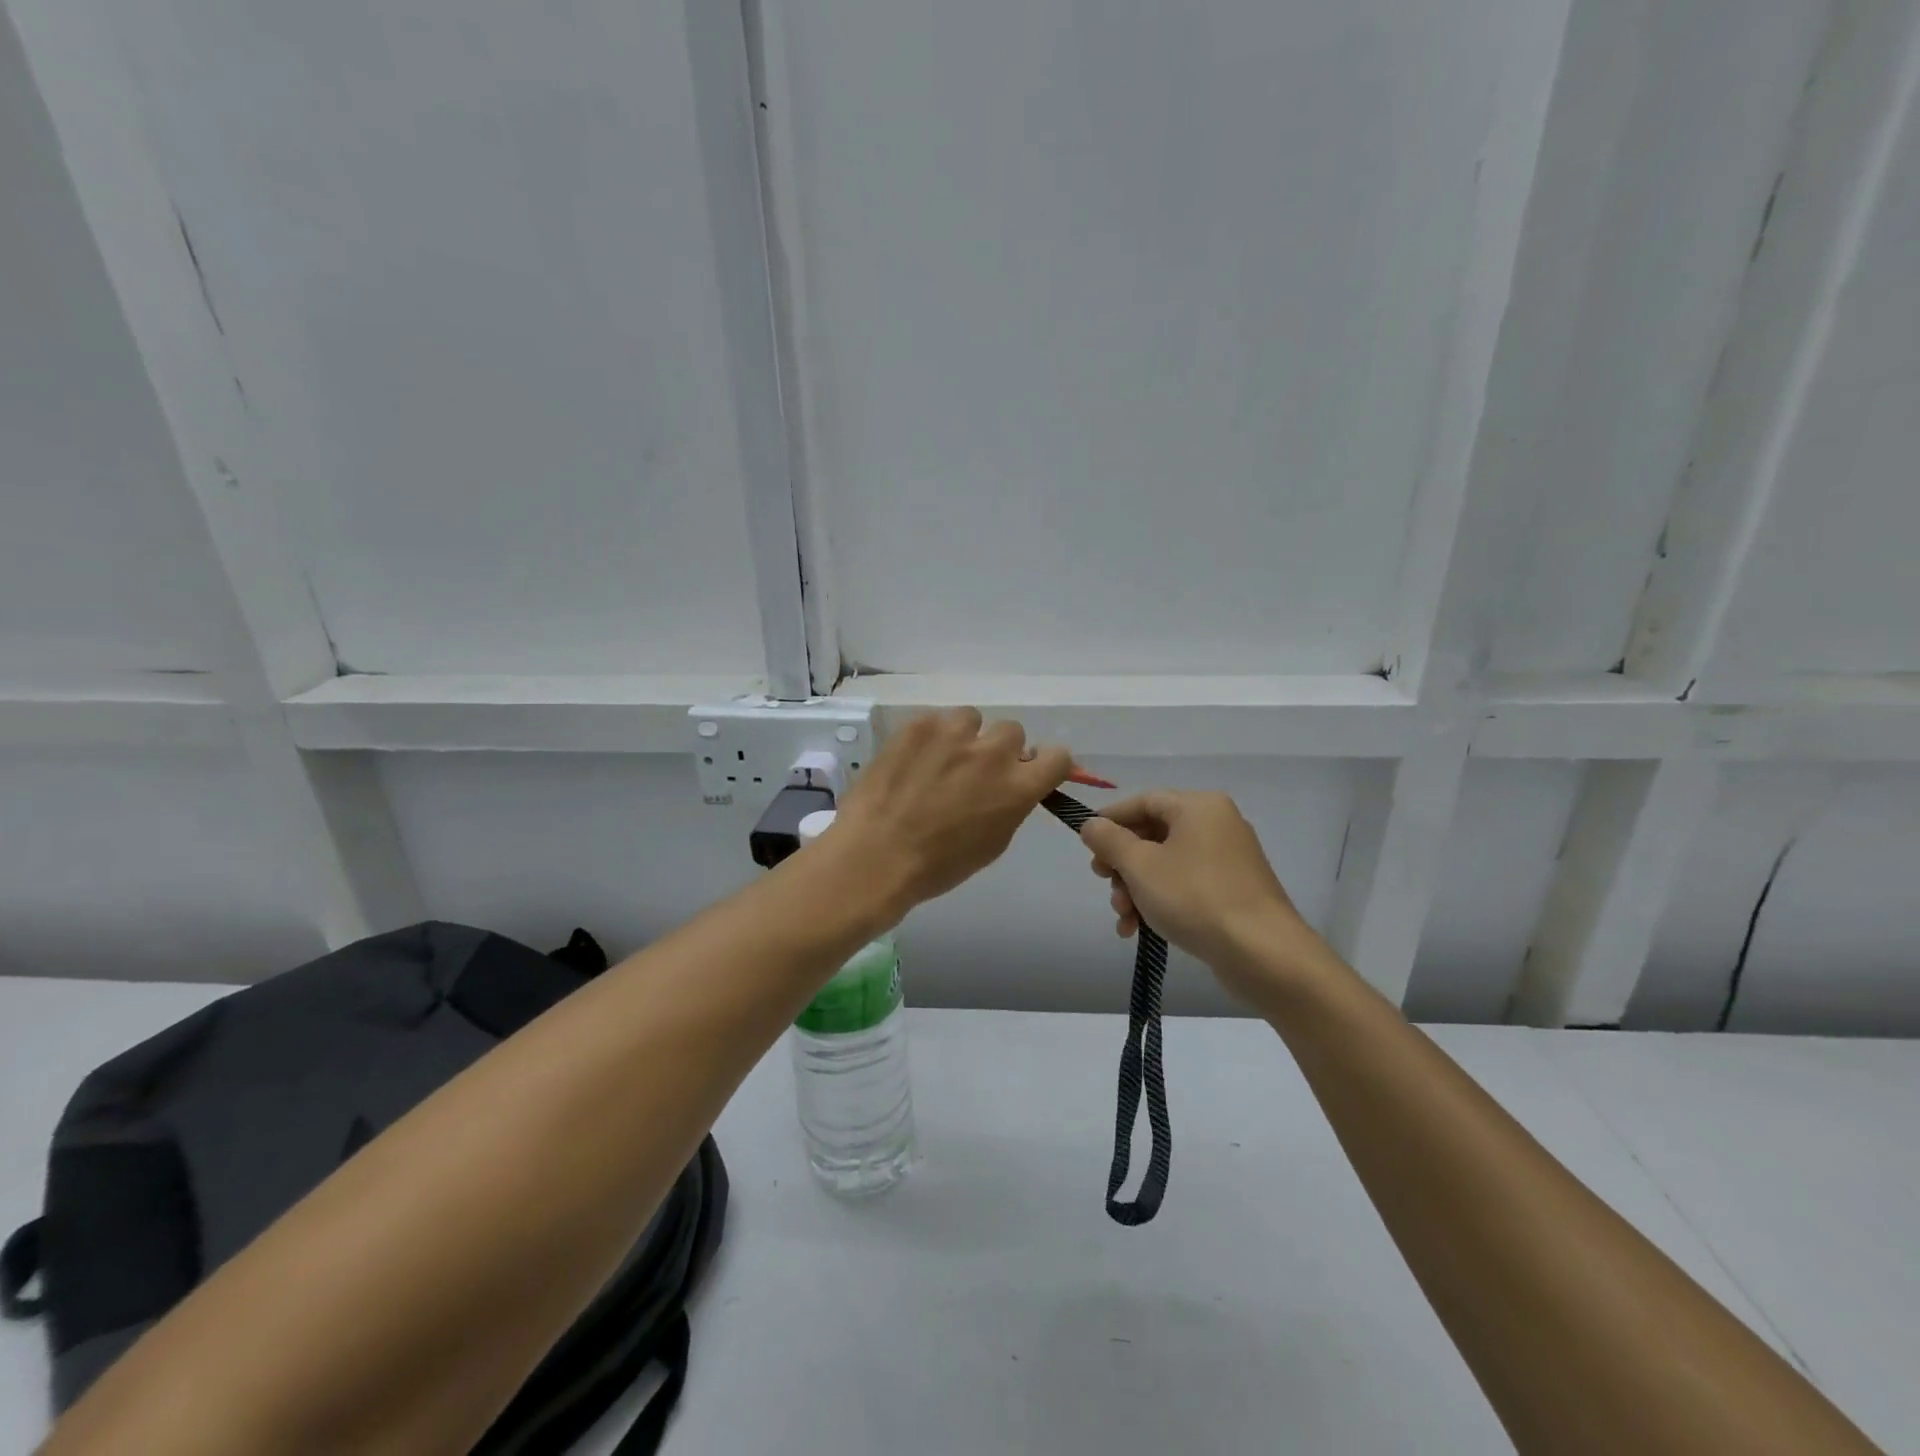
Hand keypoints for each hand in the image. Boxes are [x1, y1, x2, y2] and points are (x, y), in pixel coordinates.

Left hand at [829, 708, 1071, 915]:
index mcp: (1018, 788)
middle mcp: (992, 753)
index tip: (1028, 771)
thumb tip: (1012, 784)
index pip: (1057, 755)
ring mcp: (953, 734)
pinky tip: (910, 761)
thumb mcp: (992, 843)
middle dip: (998, 750)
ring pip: (972, 719)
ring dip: (962, 737)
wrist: (875, 856)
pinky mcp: (918, 725)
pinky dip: (928, 737)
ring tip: (937, 761)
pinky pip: (935, 720)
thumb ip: (1011, 805)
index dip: (1044, 763)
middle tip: (972, 772)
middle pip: (1012, 732)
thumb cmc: (938, 865)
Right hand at [1079, 791, 1332, 1005]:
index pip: (1144, 801)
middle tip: (1104, 882)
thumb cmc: (1194, 897)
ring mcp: (1228, 859)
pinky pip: (1186, 885)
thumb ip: (1109, 840)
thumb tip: (1091, 825)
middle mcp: (1217, 824)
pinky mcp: (1233, 890)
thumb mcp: (1140, 866)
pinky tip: (1139, 929)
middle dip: (1122, 863)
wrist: (1262, 953)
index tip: (1086, 844)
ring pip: (1167, 864)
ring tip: (1123, 917)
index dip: (1110, 820)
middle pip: (1154, 834)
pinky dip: (1160, 901)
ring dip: (1136, 888)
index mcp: (1198, 806)